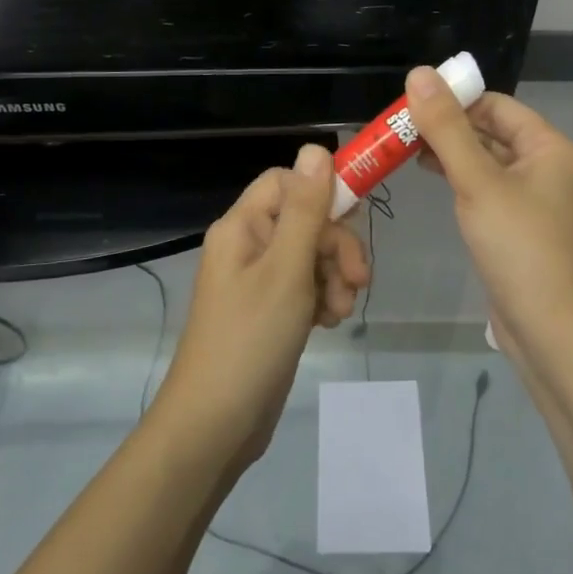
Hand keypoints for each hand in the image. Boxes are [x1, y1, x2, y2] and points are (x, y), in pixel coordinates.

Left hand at [154, 144, 369, 470]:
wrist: (215, 426)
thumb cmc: (250, 340)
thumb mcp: (286, 270)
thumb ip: (306, 209)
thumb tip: (315, 148)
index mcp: (242, 226)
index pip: (287, 182)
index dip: (322, 193)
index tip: (355, 218)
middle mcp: (248, 245)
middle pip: (305, 219)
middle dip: (336, 246)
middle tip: (357, 280)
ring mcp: (258, 280)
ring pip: (311, 254)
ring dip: (334, 277)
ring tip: (339, 311)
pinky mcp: (270, 310)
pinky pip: (305, 285)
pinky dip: (323, 298)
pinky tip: (329, 323)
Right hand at [406, 68, 572, 362]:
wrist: (550, 328)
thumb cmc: (519, 246)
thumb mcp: (477, 181)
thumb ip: (446, 129)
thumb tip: (419, 74)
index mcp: (547, 146)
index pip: (495, 104)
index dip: (454, 99)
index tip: (410, 103)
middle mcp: (544, 164)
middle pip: (489, 130)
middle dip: (447, 126)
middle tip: (398, 127)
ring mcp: (532, 196)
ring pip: (485, 159)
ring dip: (449, 151)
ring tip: (404, 148)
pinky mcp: (517, 224)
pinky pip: (485, 187)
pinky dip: (459, 177)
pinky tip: (431, 176)